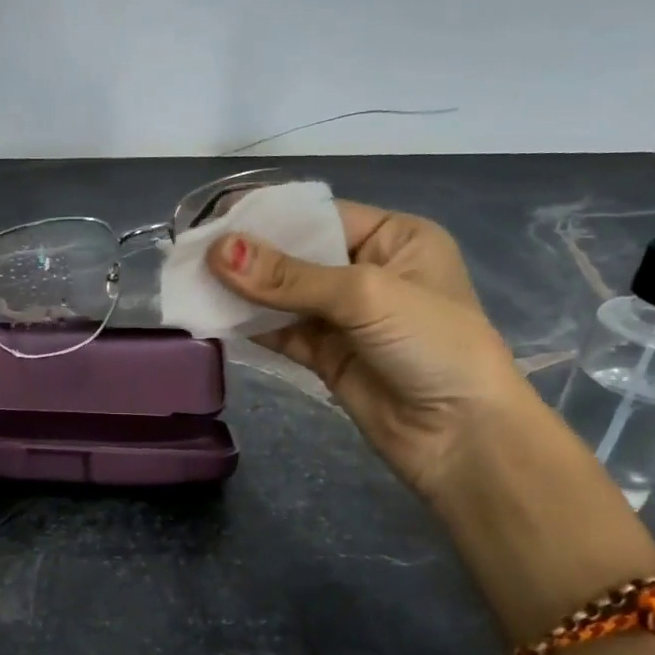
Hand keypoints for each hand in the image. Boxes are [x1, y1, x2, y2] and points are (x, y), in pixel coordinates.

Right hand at [207, 201, 528, 498]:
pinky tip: (214, 316)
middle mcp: (368, 271)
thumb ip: (288, 276)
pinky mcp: (327, 355)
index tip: (213, 219)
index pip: (319, 216)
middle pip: (296, 254)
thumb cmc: (432, 345)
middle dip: (248, 255)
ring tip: (191, 283)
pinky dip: (250, 324)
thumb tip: (218, 251)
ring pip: (283, 295)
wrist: (463, 439)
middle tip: (190, 253)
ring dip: (243, 291)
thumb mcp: (364, 295)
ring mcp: (345, 317)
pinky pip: (281, 330)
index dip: (267, 216)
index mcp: (394, 239)